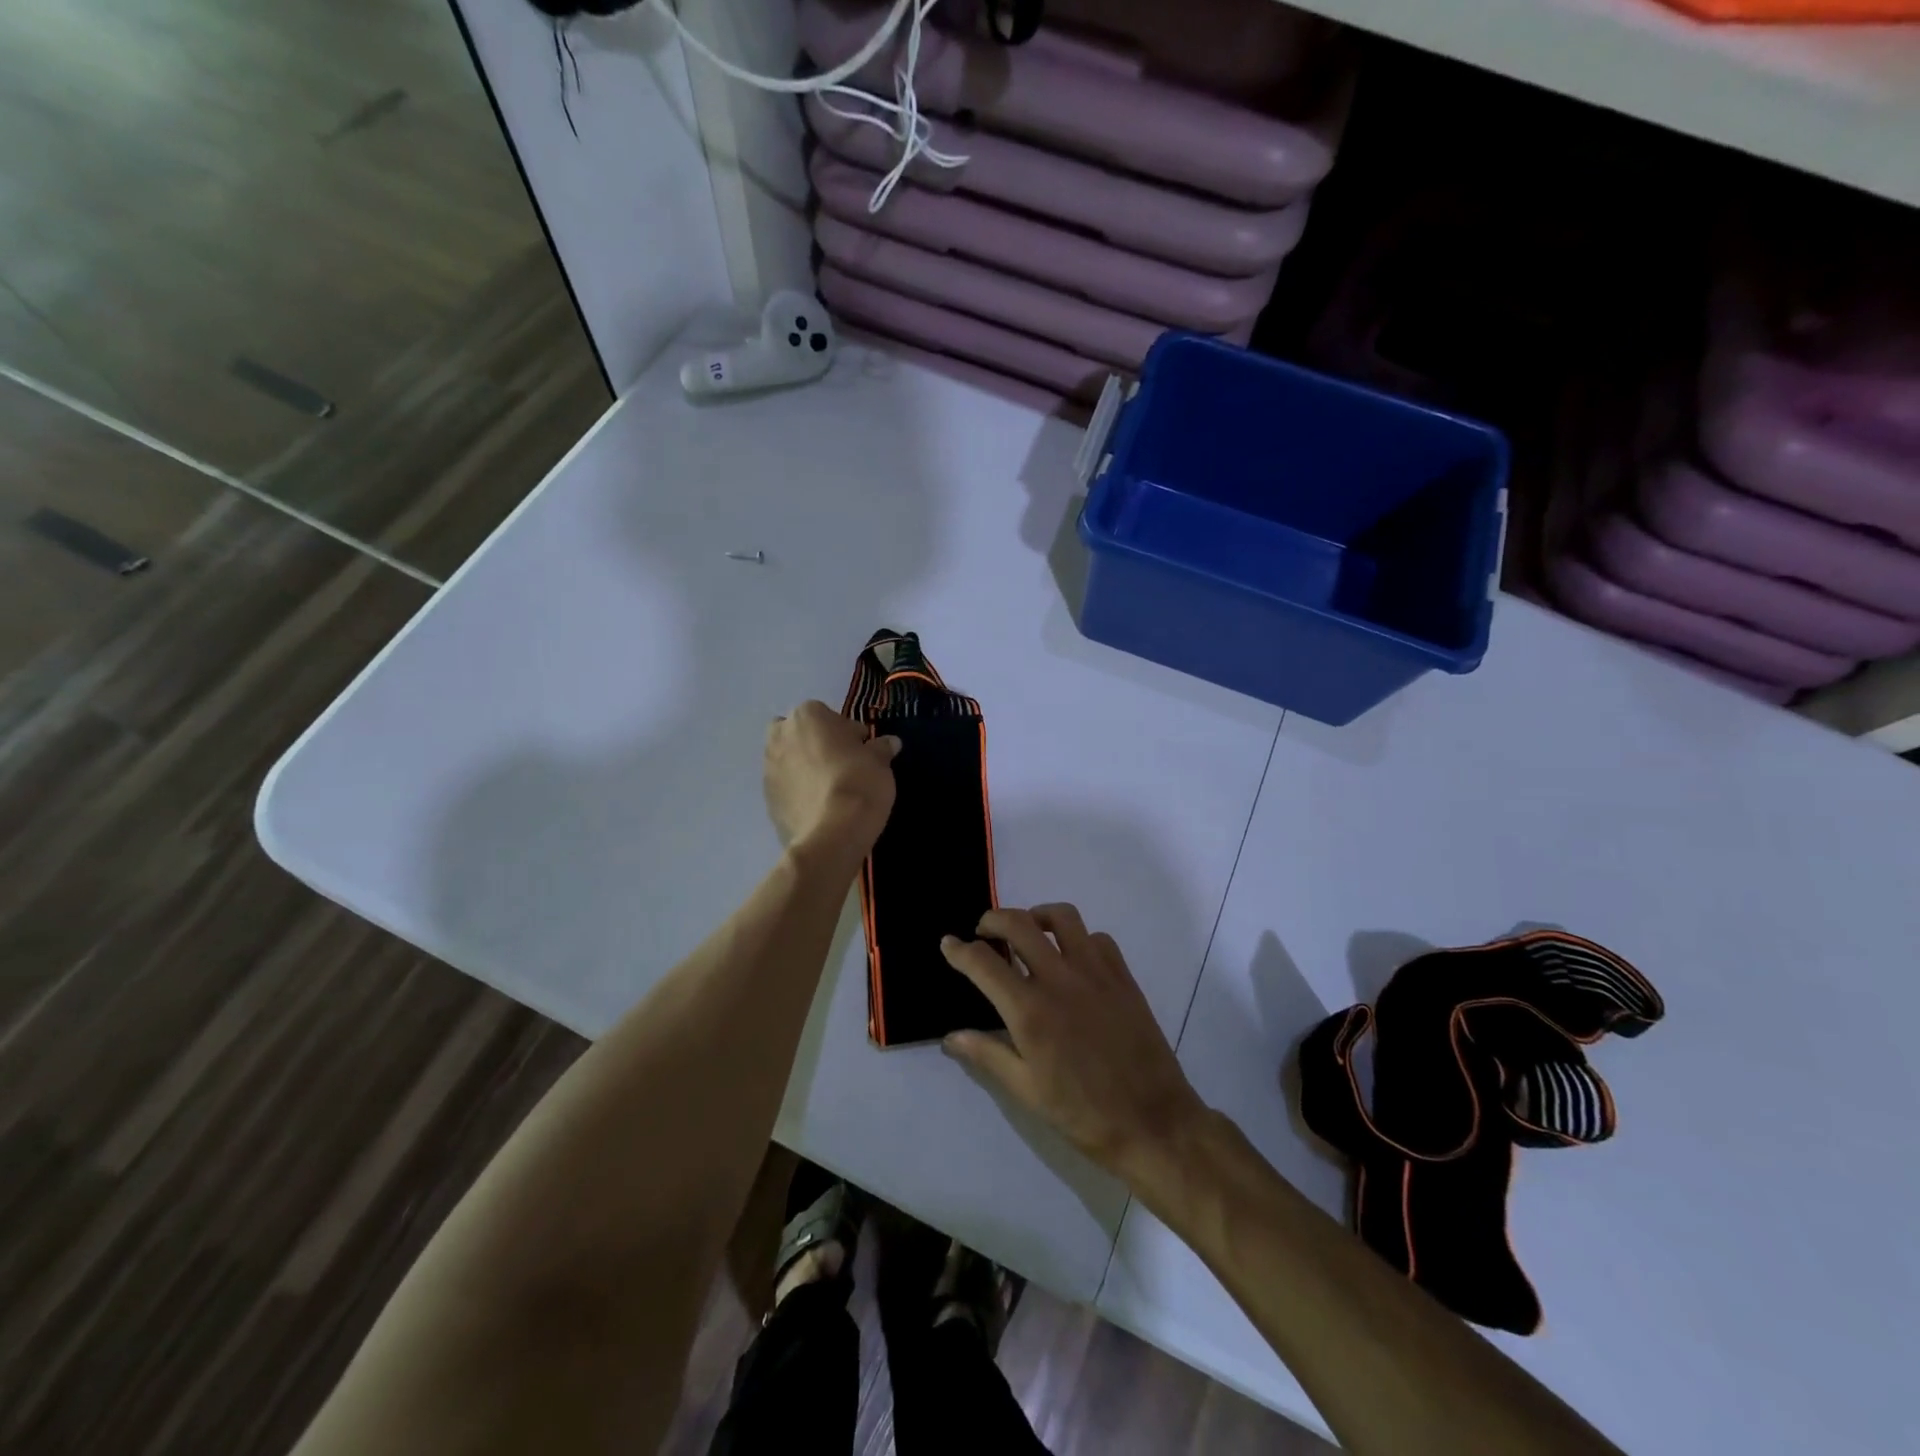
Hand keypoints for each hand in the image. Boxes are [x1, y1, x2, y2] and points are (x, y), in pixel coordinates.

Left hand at [764, 701, 899, 860]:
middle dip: (815, 744)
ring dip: (804, 767)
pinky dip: (798, 791)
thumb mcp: (879, 762)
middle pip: (799, 734)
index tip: (862, 750)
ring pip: (789, 760)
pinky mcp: (766, 799)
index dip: (848, 733)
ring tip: (829, 788)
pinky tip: (819, 806)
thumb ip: (880, 748)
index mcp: (807, 716)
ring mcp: (768, 768)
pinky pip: (785, 787)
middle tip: (840, 764)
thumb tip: (889, 743)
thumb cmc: (858, 783)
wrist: (831, 834)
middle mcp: (780, 736)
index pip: (829, 716)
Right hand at [941, 905, 1207, 1184]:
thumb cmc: (1083, 1113)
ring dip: (1037, 917)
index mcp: (1030, 1010)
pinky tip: (1072, 960)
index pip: (983, 962)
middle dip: (993, 920)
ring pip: (1062, 917)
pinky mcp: (1123, 976)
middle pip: (1018, 924)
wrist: (1153, 1122)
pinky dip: (1078, 938)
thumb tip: (951, 1037)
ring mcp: (1095, 972)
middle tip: (985, 933)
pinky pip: (1097, 938)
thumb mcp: (1026, 1090)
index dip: (958, 950)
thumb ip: (987, 1054)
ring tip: (1029, 933)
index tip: (948, 944)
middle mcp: (1059, 979)